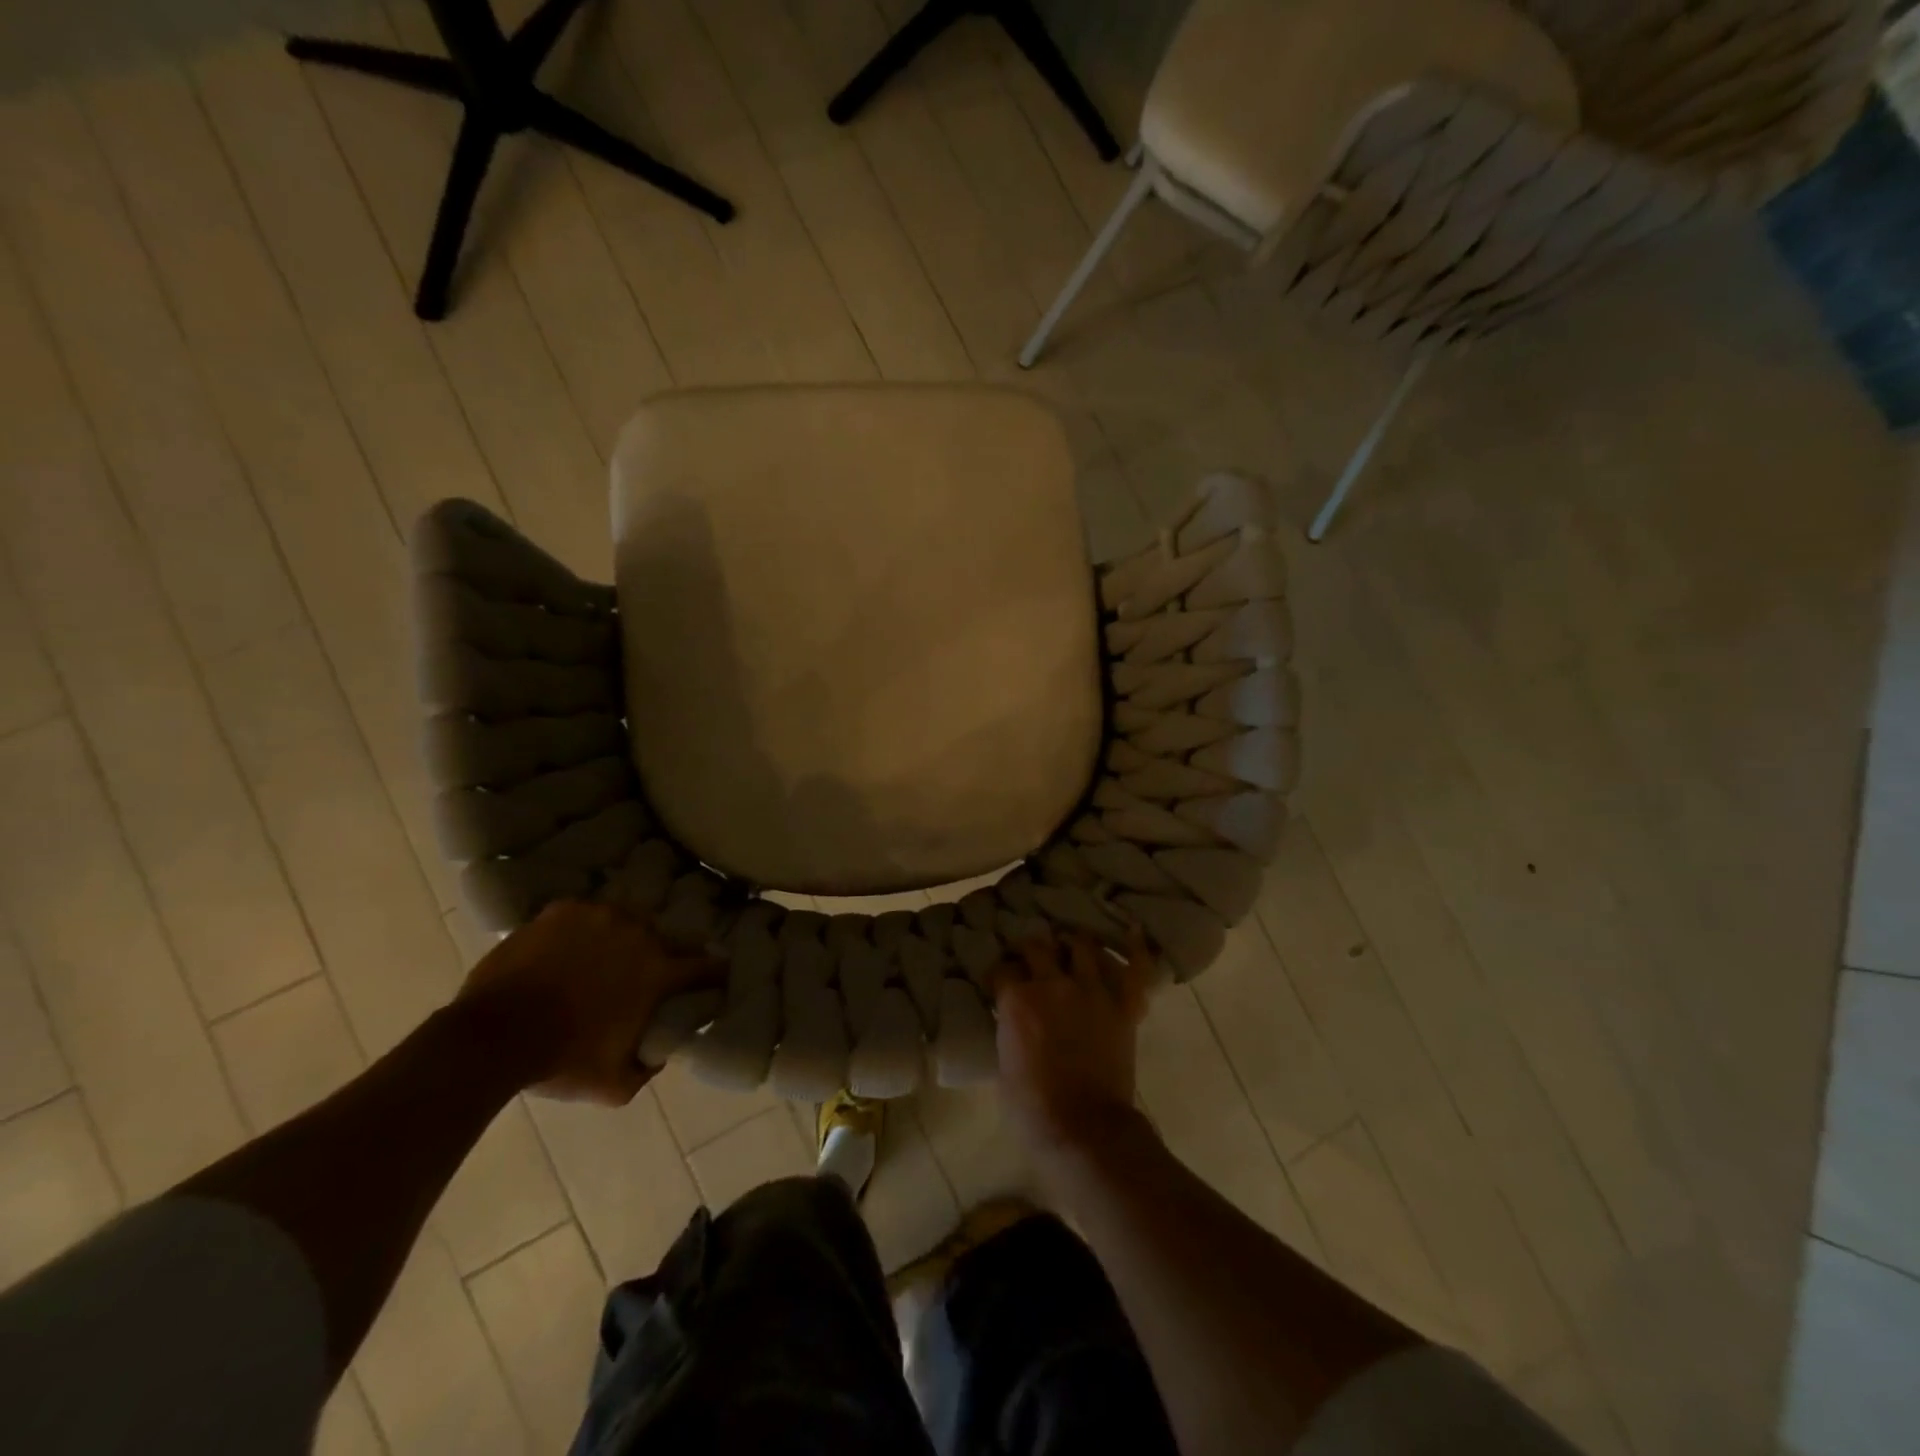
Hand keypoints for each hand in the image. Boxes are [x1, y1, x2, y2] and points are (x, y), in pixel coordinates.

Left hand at [455, 901, 717, 1104]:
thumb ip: (648, 1067)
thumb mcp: (615, 1084)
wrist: (492, 1038)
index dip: (715, 974)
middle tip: (639, 975)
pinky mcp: (564, 909)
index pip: (708, 967)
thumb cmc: (561, 1061)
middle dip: (659, 956)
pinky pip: (584, 915)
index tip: (714, 979)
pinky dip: (580, 930)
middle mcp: (640, 933)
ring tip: (598, 959)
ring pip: (624, 923)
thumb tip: (660, 1053)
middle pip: (664, 940)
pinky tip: (565, 949)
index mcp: (660, 972)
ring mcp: (601, 915)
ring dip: (620, 939)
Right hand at [993, 932, 1153, 1156]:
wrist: (1084, 1131)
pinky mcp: (1122, 1006)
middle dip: (1032, 950)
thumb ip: (1009, 1030)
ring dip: (1073, 944)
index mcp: (1017, 999)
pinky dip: (1135, 949)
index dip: (1000, 975)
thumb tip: (1013, 1020)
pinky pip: (1135, 970)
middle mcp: (1053, 984)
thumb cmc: (1032, 1108)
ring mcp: (1092, 991)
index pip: (1002, 969)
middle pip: (1037, 946)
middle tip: (1033, 959)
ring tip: (1071, 947)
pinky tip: (1132, 931)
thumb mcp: (1003, 1064)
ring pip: (1082, 946)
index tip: (1001, 983)